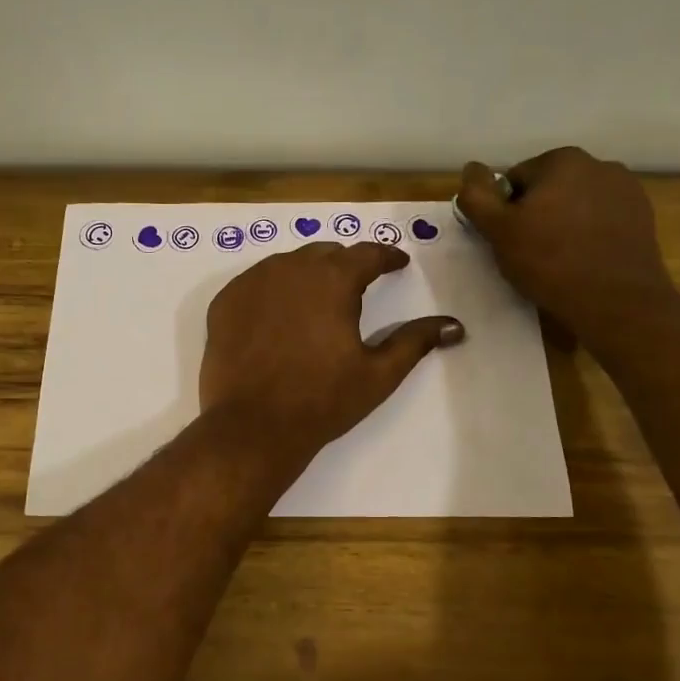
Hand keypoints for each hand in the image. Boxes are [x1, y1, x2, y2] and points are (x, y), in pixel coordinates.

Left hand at [200, 242, 464, 460]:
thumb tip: (455, 325)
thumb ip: (415, 341)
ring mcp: (251, 283)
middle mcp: (290, 268)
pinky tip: (277, 316)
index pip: (367, 253)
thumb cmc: (322, 400)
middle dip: (345, 265)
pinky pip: (255, 284)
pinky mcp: (224, 303)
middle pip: (325, 254)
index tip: (397, 263)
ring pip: (287, 265)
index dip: (387, 256)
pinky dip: (272, 291)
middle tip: (357, 286)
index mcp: (333, 279)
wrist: (253, 427)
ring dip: (307, 275)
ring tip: (316, 301)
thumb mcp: (378, 373)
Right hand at [455, 148, 679, 349]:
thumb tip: (470, 169)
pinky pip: (601, 220)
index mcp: (562, 160)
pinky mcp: (642, 216)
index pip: (515, 180)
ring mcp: (626, 189)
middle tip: (530, 254)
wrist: (616, 301)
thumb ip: (477, 197)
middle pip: (548, 189)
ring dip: (563, 224)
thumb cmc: (550, 262)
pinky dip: (589, 234)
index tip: (509, 241)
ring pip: (576, 204)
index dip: (505, 212)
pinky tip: (585, 261)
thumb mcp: (499, 232)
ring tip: (559, 261)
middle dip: (536, 215)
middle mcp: (599, 164)